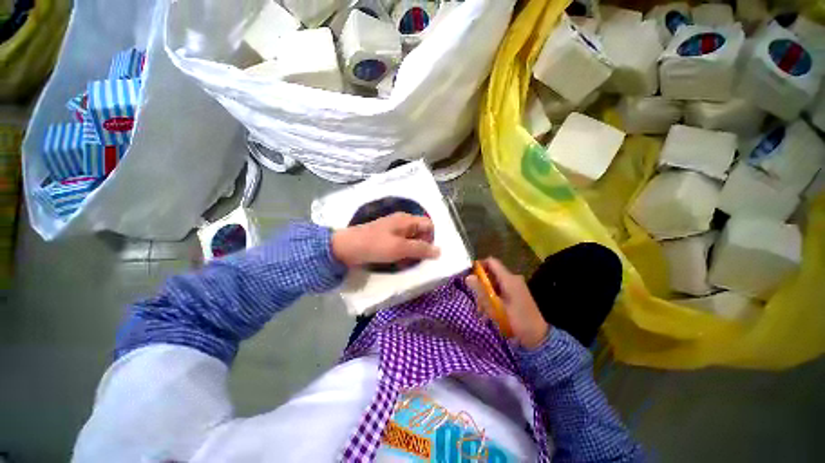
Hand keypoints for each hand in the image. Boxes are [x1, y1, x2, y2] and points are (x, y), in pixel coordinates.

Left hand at [331, 212, 439, 267]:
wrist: (346, 248)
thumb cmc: (375, 245)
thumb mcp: (400, 248)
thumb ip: (421, 249)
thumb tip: (439, 251)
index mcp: (407, 220)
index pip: (428, 225)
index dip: (432, 238)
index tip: (428, 253)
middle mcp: (401, 222)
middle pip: (420, 233)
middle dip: (422, 247)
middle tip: (417, 260)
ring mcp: (393, 230)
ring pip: (410, 240)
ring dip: (412, 252)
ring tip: (407, 263)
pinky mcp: (386, 239)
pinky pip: (400, 245)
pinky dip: (403, 253)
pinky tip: (398, 262)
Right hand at [466, 258, 549, 348]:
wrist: (538, 338)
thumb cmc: (516, 321)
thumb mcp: (495, 307)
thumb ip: (481, 291)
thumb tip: (468, 277)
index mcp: (509, 279)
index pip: (491, 262)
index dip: (479, 265)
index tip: (469, 275)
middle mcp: (513, 279)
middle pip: (492, 272)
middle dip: (481, 283)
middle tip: (475, 297)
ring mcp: (516, 286)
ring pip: (495, 282)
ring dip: (486, 292)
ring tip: (481, 308)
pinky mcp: (517, 293)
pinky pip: (501, 289)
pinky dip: (493, 296)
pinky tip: (490, 309)